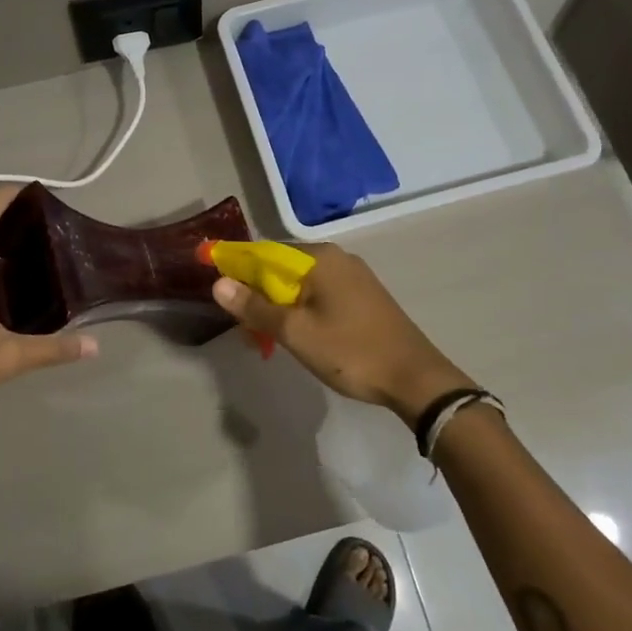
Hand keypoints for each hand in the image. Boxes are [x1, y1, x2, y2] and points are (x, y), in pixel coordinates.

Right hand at [211, 244, 471, 425]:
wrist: (415, 378)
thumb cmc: (351, 351)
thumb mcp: (295, 332)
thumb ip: (255, 307)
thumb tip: (218, 283)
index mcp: (320, 258)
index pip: (264, 251)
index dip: (236, 266)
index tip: (216, 284)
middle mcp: (337, 258)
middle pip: (282, 267)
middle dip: (258, 293)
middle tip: (244, 328)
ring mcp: (354, 277)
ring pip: (301, 284)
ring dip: (278, 306)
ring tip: (265, 338)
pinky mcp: (363, 297)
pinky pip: (319, 294)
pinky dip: (300, 310)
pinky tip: (296, 335)